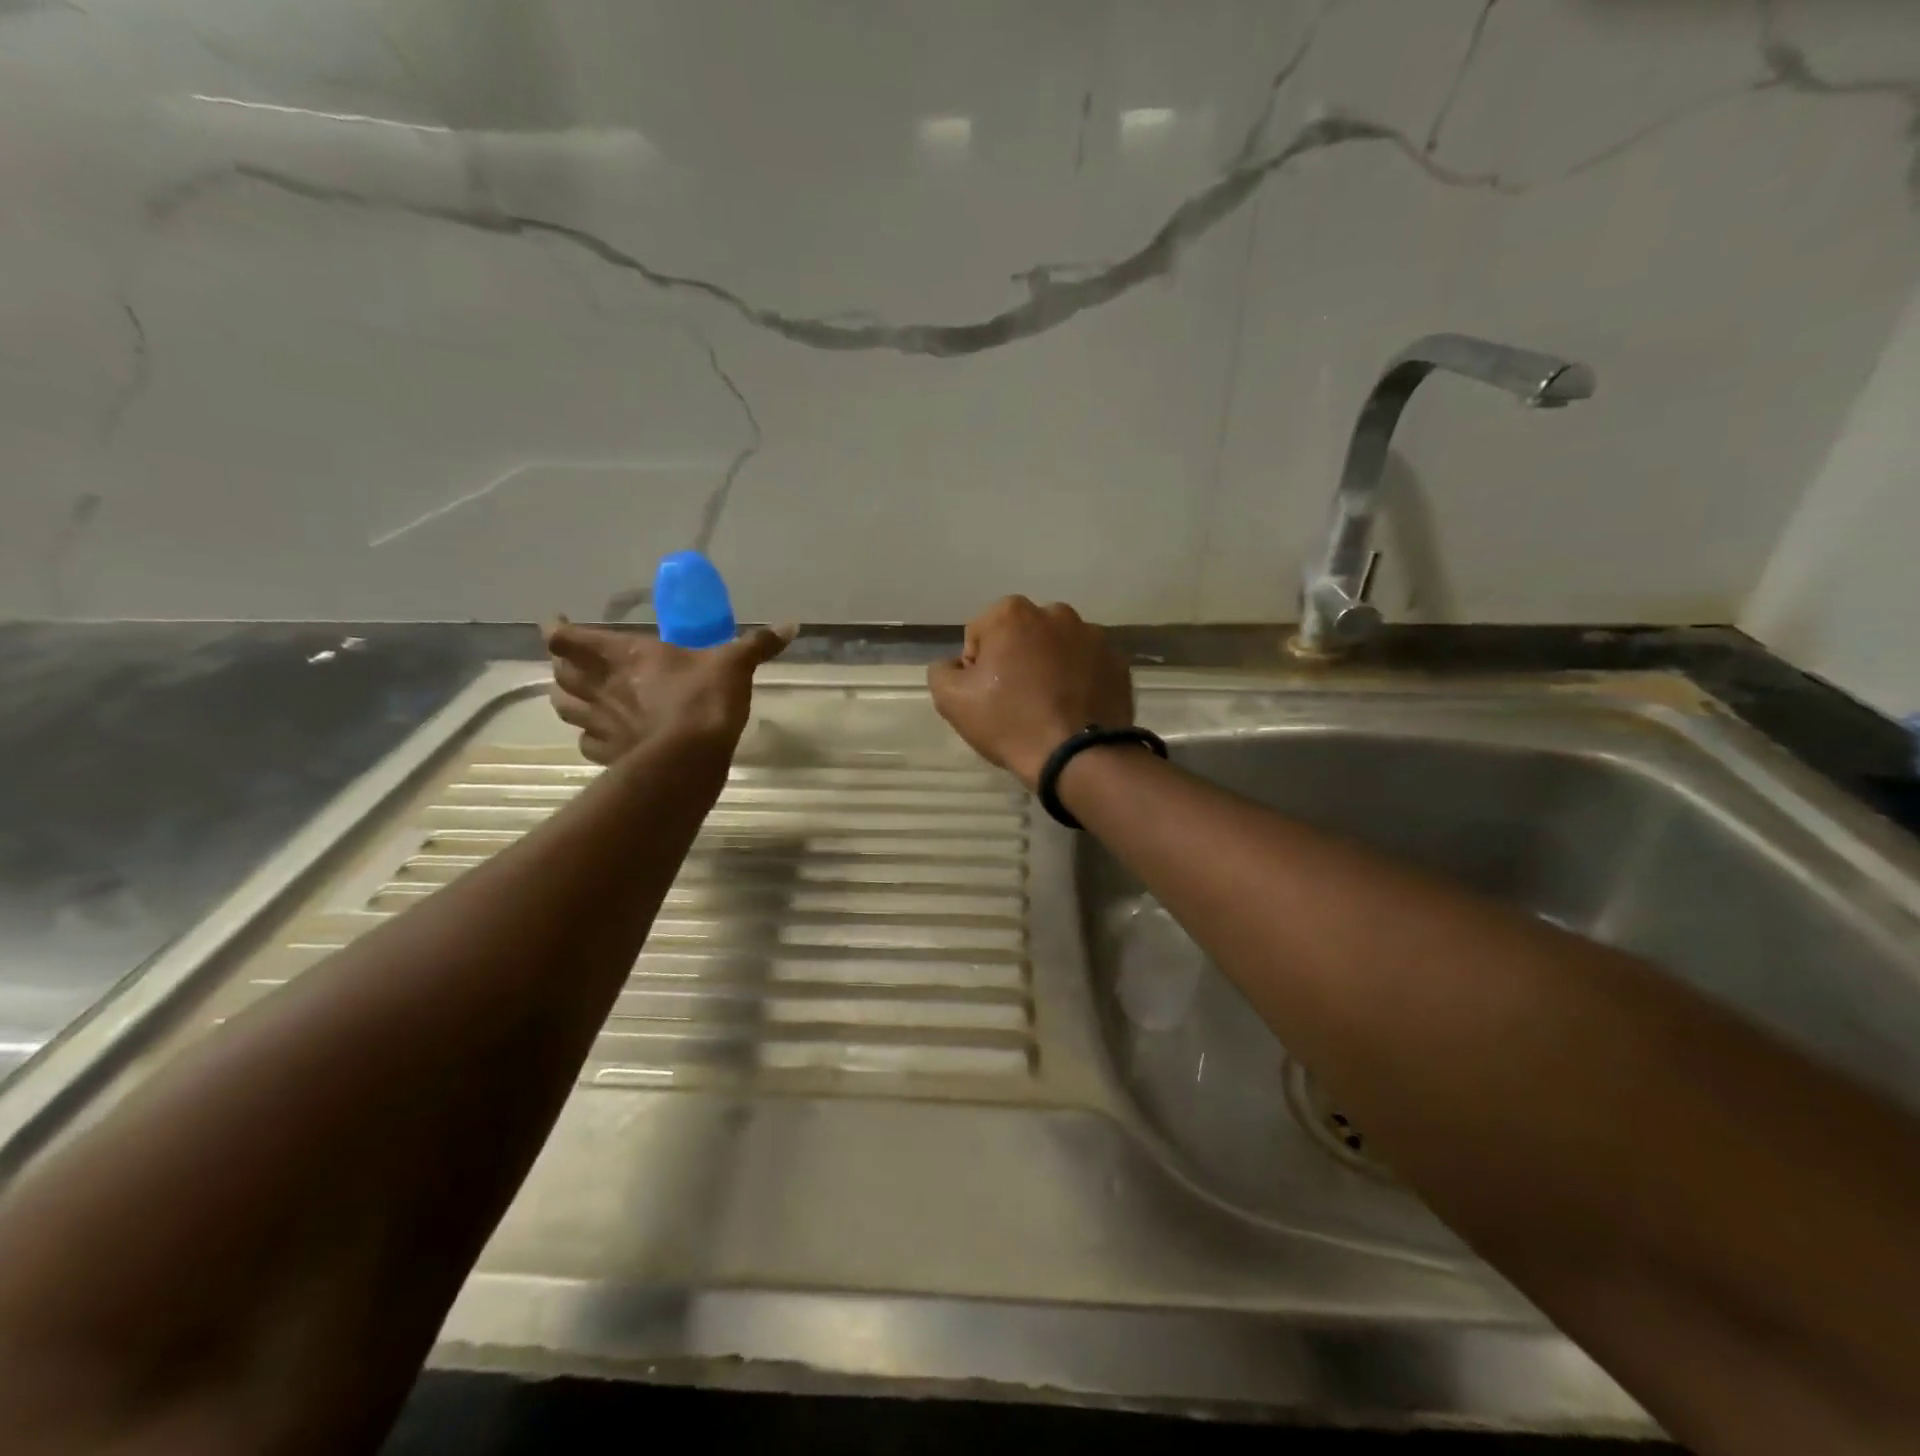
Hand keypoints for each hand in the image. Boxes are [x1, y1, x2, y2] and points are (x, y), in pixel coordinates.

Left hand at [544, 618, 794, 763]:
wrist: (690, 760)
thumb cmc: (704, 700)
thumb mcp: (735, 665)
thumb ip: (758, 644)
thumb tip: (792, 624)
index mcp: (622, 655)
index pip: (566, 638)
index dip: (557, 630)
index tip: (559, 624)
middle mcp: (601, 686)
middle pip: (559, 672)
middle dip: (564, 665)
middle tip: (580, 661)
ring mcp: (600, 723)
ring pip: (563, 707)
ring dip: (569, 698)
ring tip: (584, 696)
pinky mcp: (608, 755)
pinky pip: (587, 743)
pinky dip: (591, 736)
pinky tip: (607, 736)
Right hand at [928, 596, 1132, 789]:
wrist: (1079, 758)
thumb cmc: (1011, 723)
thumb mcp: (952, 701)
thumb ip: (942, 671)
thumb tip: (956, 665)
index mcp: (1013, 614)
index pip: (980, 635)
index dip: (977, 667)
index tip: (986, 696)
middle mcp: (1056, 613)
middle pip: (1021, 636)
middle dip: (1016, 660)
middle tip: (1016, 701)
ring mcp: (1093, 636)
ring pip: (1057, 648)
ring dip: (1049, 667)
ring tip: (1048, 707)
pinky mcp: (1117, 662)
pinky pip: (1087, 666)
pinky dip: (1078, 680)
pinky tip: (1073, 709)